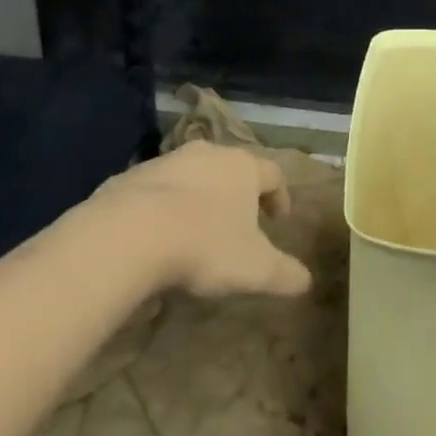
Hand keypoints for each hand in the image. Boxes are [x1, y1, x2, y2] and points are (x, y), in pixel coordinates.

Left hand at [85, 142, 311, 299]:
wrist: (129, 233)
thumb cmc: (204, 245)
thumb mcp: (254, 269)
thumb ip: (285, 274)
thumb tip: (306, 282)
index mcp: (243, 167)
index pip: (273, 174)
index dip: (280, 197)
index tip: (279, 220)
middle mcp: (209, 153)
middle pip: (232, 168)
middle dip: (237, 194)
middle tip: (238, 223)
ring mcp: (167, 161)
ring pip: (193, 175)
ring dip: (198, 197)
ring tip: (194, 232)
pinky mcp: (131, 176)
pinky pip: (155, 189)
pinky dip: (162, 207)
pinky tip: (155, 238)